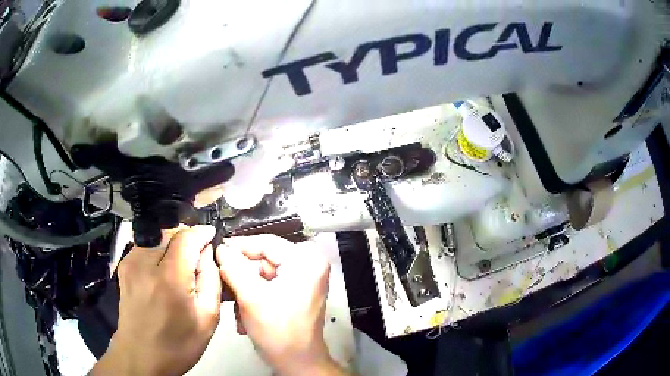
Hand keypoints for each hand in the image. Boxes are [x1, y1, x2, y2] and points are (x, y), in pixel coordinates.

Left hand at [92, 226, 221, 375]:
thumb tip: (207, 253)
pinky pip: (145, 246)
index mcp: (170, 279)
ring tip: (181, 265)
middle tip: (198, 257)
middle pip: (170, 231)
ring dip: (172, 243)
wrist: (140, 355)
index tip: (211, 236)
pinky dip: (158, 250)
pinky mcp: (124, 266)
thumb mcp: (208, 319)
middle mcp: (145, 263)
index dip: (201, 233)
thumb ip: (212, 280)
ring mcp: (131, 262)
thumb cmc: (178, 344)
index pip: (186, 237)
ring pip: (157, 235)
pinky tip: (163, 271)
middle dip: (187, 238)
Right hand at [217, 235, 347, 375]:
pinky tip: (244, 312)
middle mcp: (308, 266)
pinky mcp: (296, 292)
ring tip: (236, 305)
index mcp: (305, 261)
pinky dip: (253, 296)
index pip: (265, 242)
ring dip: (245, 289)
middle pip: (263, 259)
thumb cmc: (279, 333)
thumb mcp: (251, 297)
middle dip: (241, 274)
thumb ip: (233, 268)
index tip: (217, 252)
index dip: (238, 246)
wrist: (297, 363)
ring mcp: (302, 280)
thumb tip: (221, 248)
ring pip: (262, 274)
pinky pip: (268, 285)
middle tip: (223, 283)